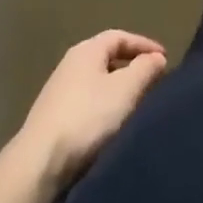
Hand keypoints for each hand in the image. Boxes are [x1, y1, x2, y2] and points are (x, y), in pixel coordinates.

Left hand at [14, 30, 167, 188]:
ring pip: (96, 85)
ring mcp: (56, 95)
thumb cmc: (87, 117)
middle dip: (131, 68)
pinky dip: (103, 111)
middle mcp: (69, 66)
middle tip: (153, 82)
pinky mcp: (51, 122)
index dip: (144, 45)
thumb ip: (145, 69)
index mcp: (86, 51)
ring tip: (136, 107)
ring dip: (117, 92)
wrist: (38, 166)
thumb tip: (157, 58)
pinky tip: (111, 129)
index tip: (164, 58)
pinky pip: (86, 107)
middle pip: (106, 59)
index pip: (119, 36)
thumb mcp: (126, 89)